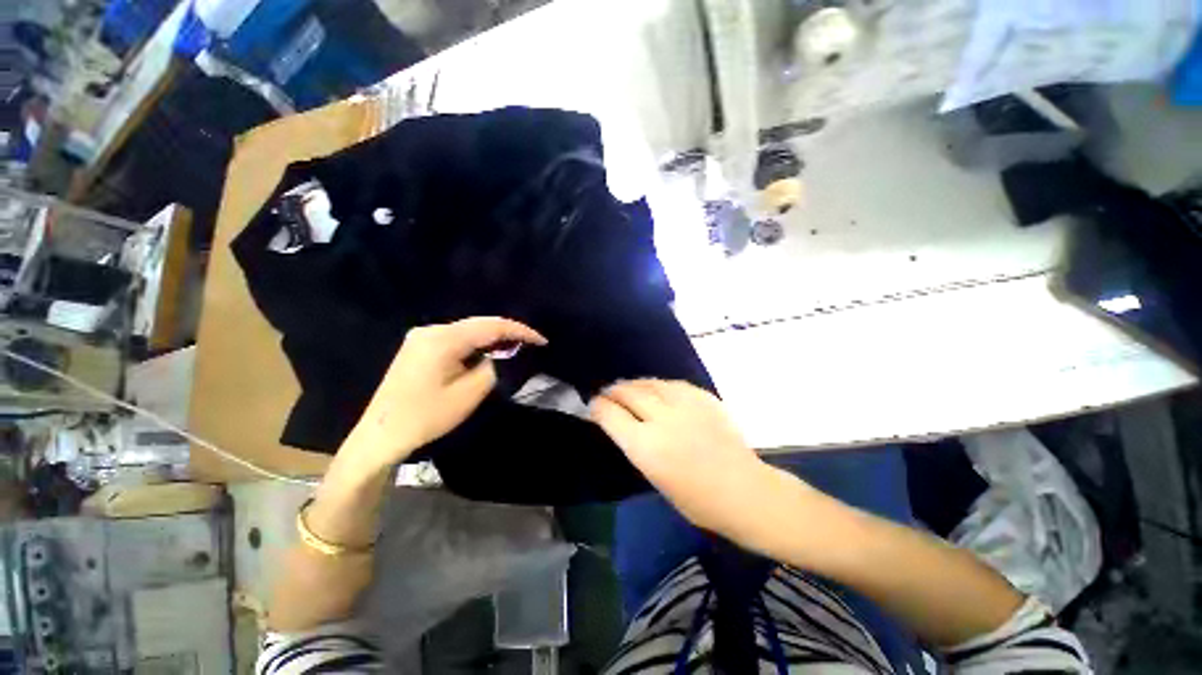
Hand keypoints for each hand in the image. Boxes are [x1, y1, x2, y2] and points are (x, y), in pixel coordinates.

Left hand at [344, 317, 546, 469]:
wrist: (381, 434)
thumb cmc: (426, 417)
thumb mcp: (469, 394)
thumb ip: (495, 366)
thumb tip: (509, 351)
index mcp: (443, 339)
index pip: (491, 326)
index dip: (520, 331)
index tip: (542, 341)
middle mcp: (432, 329)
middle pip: (480, 323)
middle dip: (508, 332)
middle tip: (532, 343)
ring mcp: (423, 335)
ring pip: (469, 329)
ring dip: (493, 337)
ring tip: (516, 347)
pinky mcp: (420, 344)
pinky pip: (457, 337)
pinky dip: (477, 342)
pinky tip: (489, 351)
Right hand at [590, 380, 769, 533]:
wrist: (744, 491)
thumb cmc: (696, 500)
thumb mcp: (654, 478)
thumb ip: (636, 446)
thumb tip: (623, 425)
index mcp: (645, 446)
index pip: (610, 414)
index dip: (598, 406)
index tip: (594, 405)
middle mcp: (662, 419)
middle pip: (628, 392)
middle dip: (613, 391)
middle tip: (608, 393)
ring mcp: (684, 404)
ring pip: (650, 383)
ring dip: (634, 384)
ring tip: (628, 387)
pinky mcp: (703, 397)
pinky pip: (672, 384)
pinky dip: (658, 385)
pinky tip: (656, 389)